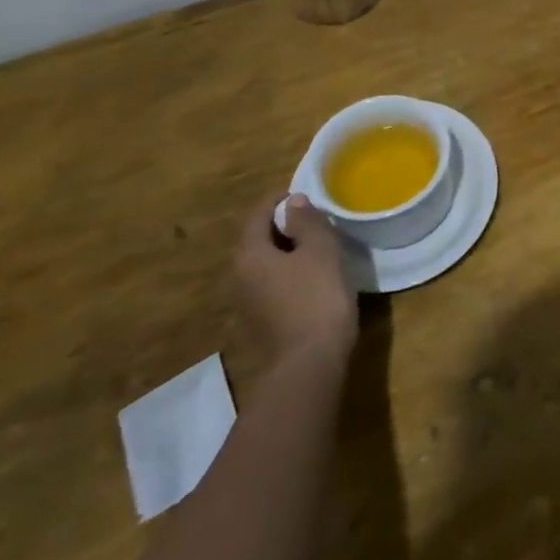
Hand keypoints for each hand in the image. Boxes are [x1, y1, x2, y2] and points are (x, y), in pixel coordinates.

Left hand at [234, 194, 356, 365]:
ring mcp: (246, 303)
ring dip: (287, 250)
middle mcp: (239, 276)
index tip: (305, 193)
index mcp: (249, 254)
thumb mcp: (320, 251)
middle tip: (315, 218)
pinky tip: (313, 277)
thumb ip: (307, 222)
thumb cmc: (316, 299)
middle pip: (258, 239)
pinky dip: (288, 272)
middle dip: (283, 225)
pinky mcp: (261, 322)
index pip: (258, 214)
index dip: (279, 199)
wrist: (308, 366)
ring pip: (265, 263)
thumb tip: (294, 202)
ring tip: (318, 245)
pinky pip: (272, 284)